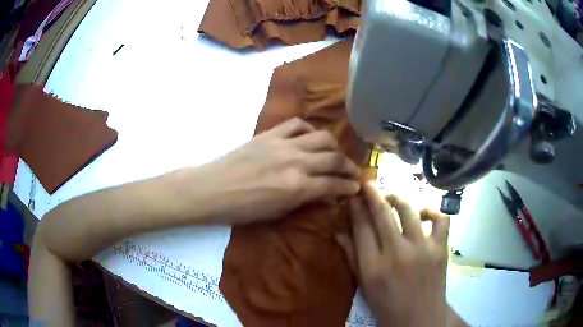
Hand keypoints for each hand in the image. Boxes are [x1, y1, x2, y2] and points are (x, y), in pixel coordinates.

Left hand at [187, 118, 360, 223]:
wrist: (212, 189)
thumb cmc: (242, 209)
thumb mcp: (277, 212)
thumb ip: (305, 200)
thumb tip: (326, 195)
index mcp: (297, 187)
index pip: (333, 184)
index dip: (349, 186)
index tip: (355, 187)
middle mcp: (296, 162)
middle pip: (334, 158)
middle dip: (349, 166)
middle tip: (353, 172)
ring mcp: (283, 144)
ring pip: (322, 137)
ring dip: (334, 147)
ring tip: (335, 154)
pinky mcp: (270, 134)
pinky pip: (297, 124)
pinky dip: (309, 130)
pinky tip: (309, 139)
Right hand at [336, 182, 450, 326]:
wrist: (418, 319)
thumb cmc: (386, 304)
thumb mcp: (364, 284)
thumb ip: (352, 257)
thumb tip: (338, 232)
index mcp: (373, 266)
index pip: (362, 227)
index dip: (357, 208)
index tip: (354, 196)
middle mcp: (397, 253)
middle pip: (383, 213)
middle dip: (373, 194)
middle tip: (369, 185)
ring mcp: (422, 249)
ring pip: (409, 211)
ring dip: (397, 199)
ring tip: (392, 198)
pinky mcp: (440, 249)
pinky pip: (440, 220)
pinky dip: (432, 212)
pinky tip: (423, 215)